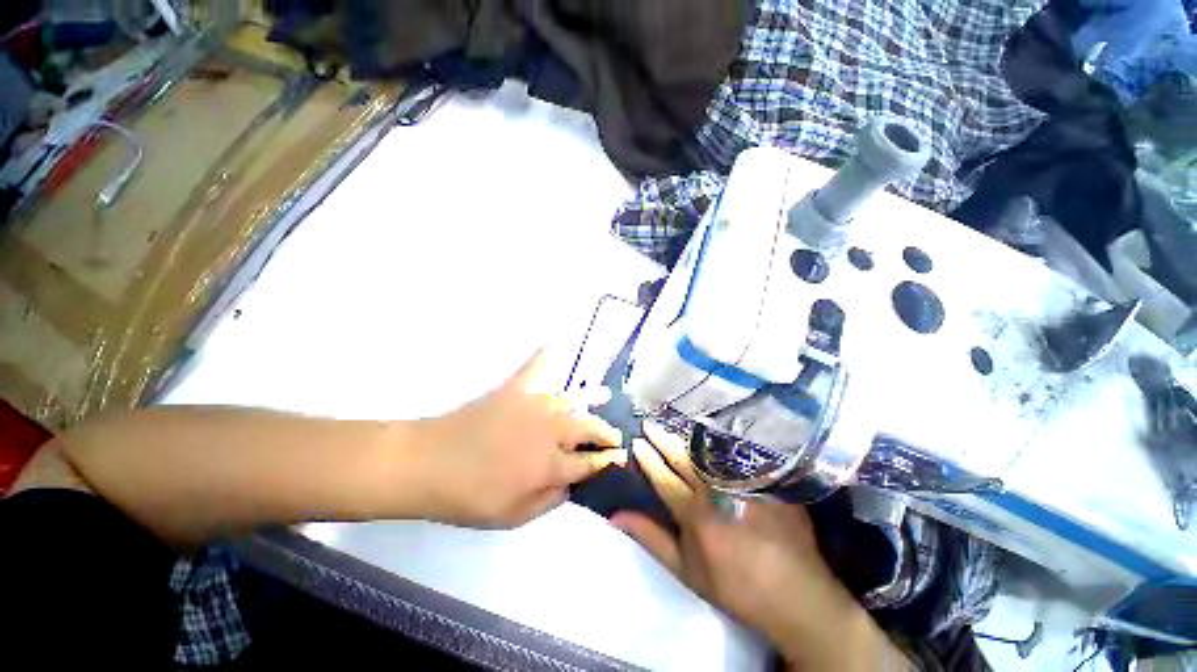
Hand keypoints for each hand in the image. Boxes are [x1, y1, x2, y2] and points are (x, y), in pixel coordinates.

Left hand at [416, 349, 625, 527]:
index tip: (619, 458)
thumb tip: (572, 484)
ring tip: (605, 397)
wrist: (428, 463)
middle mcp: (551, 431)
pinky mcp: (516, 389)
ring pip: (572, 400)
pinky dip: (549, 354)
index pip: (590, 462)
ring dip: (591, 401)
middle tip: (614, 436)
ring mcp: (534, 405)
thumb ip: (550, 500)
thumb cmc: (469, 497)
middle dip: (606, 432)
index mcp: (550, 465)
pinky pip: (537, 366)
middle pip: (589, 427)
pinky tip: (558, 344)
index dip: (607, 461)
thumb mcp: (513, 516)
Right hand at [612, 422, 905, 670]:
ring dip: (688, 437)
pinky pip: (739, 454)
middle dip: (663, 439)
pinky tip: (711, 433)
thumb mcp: (686, 571)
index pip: (664, 478)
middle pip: (684, 459)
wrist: (796, 596)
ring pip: (710, 453)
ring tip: (673, 423)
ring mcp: (744, 484)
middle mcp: (718, 493)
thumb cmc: (735, 586)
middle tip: (649, 422)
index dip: (648, 459)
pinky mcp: (767, 481)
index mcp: (695, 515)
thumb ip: (651, 539)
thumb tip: (616, 516)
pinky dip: (720, 443)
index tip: (636, 441)